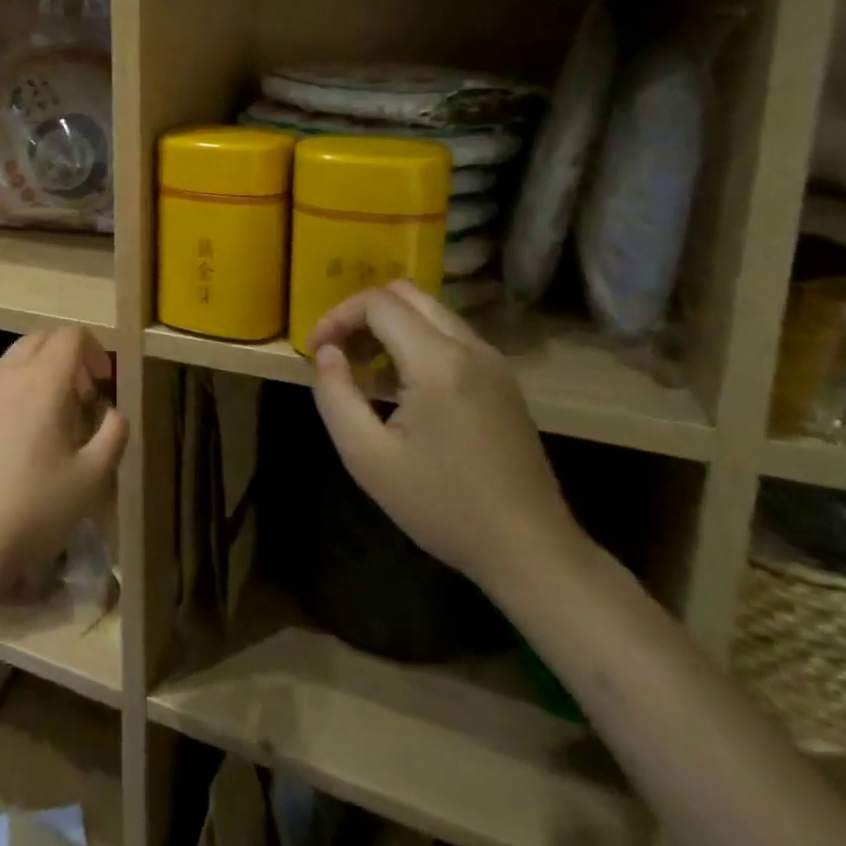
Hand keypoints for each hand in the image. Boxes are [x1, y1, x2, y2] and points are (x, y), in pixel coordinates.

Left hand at [0, 326, 126, 588]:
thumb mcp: (93, 478)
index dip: (94, 351)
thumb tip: (113, 412)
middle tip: (79, 396)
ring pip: (9, 362)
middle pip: (38, 339)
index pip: (70, 335)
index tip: (102, 384)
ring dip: (34, 374)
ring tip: (44, 419)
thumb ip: (113, 434)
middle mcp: (5, 375)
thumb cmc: (36, 508)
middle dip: (65, 356)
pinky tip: (8, 442)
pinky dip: (6, 398)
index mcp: (42, 381)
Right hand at [307, 281, 583, 597]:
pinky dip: (414, 342)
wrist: (531, 551)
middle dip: (361, 313)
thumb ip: (335, 394)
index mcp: (438, 362)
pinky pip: (449, 336)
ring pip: (429, 312)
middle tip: (337, 352)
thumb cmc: (443, 506)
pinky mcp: (502, 380)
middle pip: (406, 294)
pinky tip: (399, 387)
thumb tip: (326, 352)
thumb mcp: (367, 457)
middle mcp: (470, 347)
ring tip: (361, 370)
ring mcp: (493, 362)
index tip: (315, 350)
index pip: (378, 302)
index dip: (337, 316)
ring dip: (388, 326)